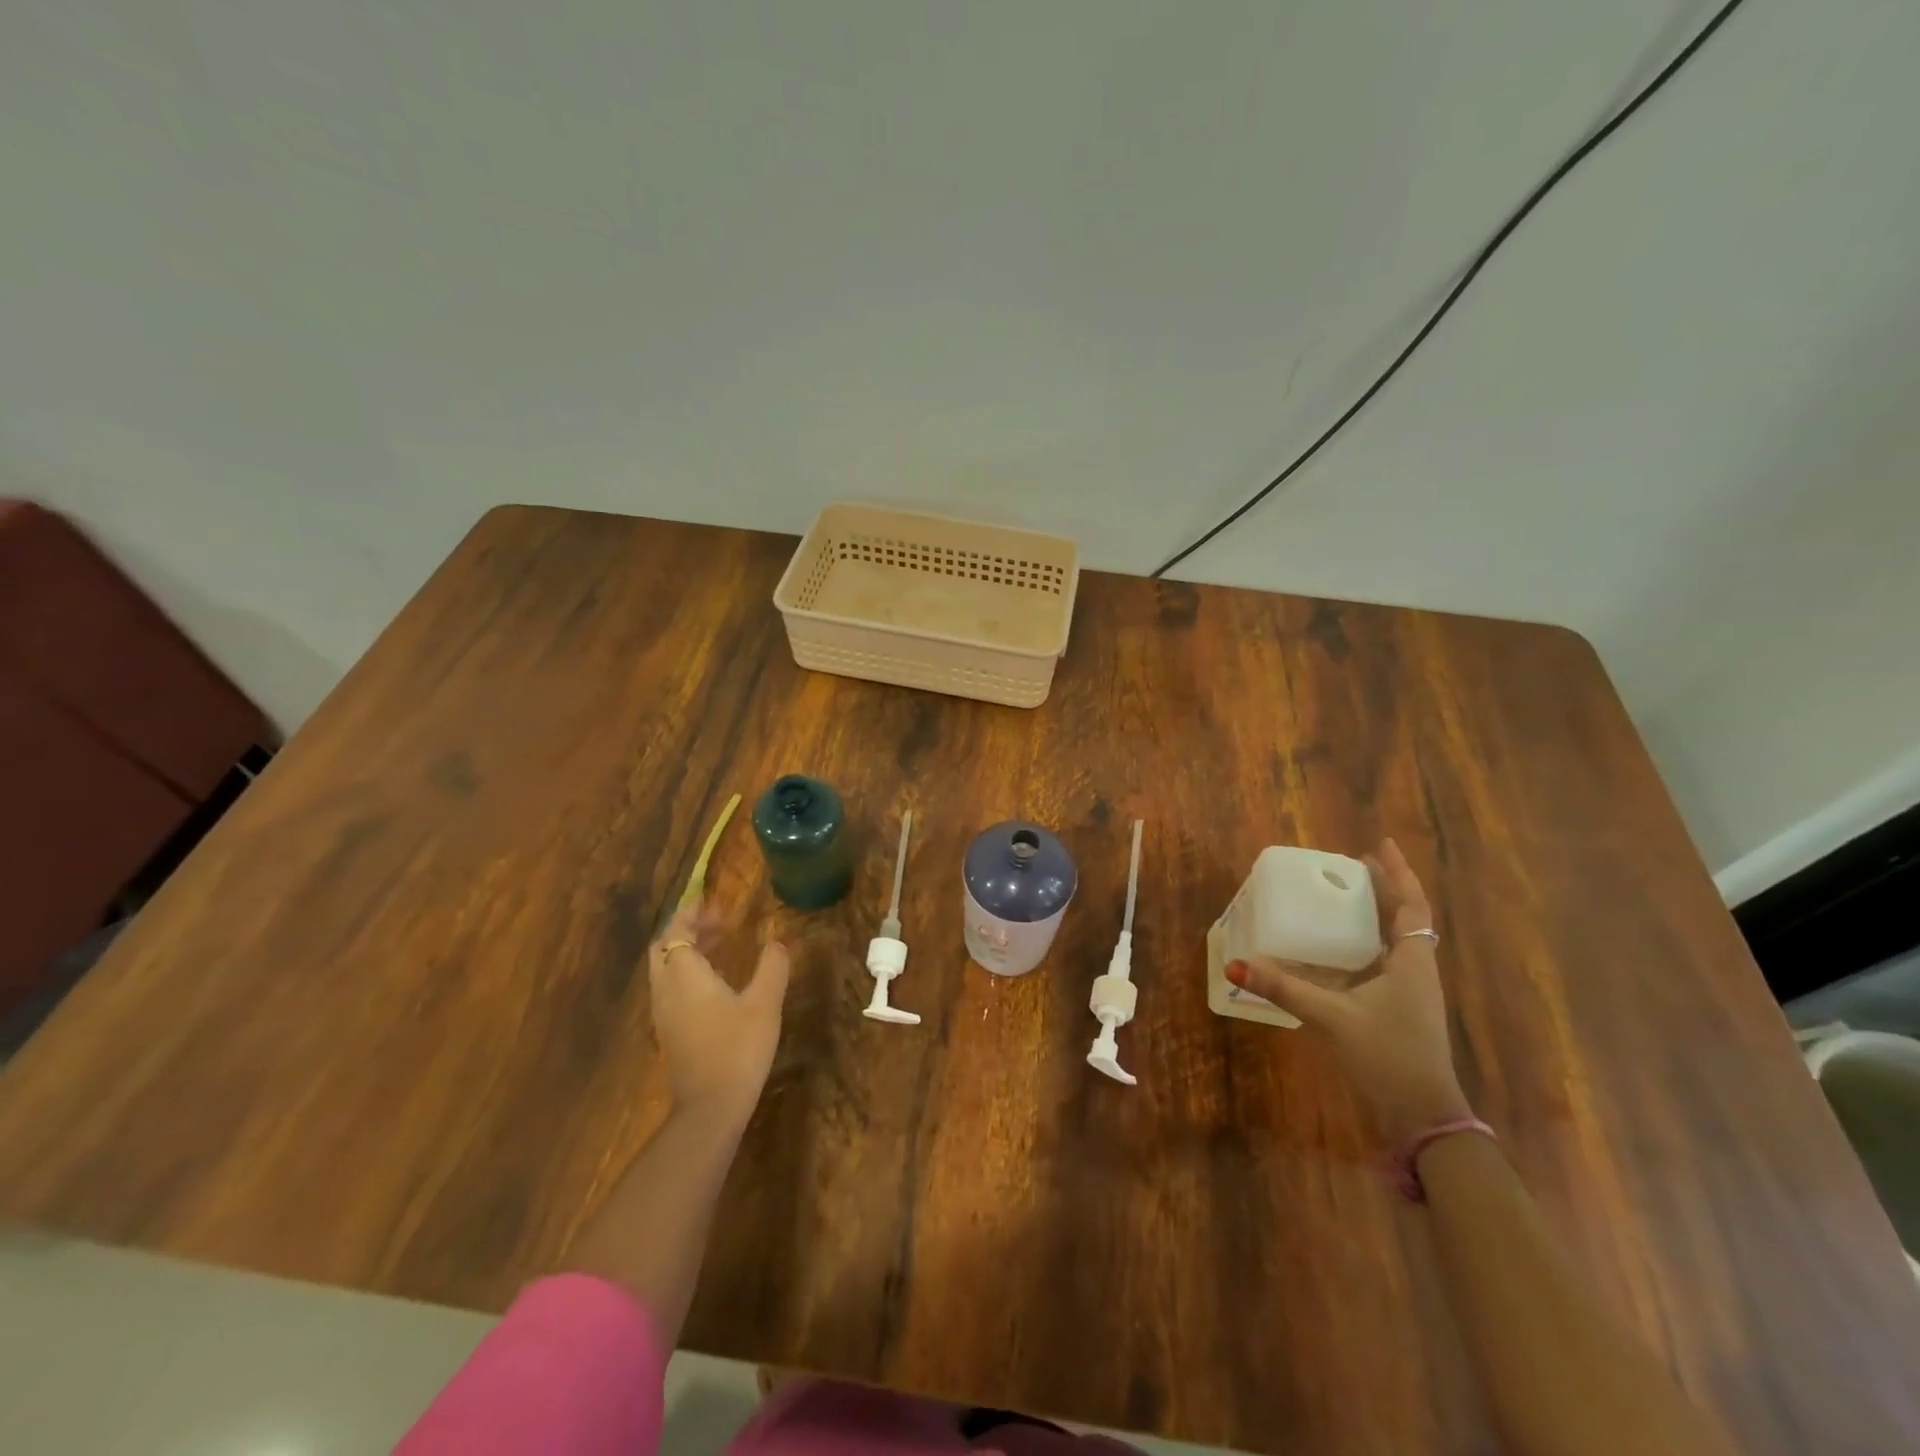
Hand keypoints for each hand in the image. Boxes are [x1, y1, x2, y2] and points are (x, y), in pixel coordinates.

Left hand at [648, 899, 789, 1127]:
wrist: (710, 1107)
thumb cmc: (737, 1047)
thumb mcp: (765, 1002)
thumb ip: (772, 966)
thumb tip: (778, 941)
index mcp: (684, 974)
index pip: (677, 931)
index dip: (692, 913)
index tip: (714, 903)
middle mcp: (666, 989)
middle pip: (664, 948)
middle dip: (687, 930)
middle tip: (719, 923)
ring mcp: (663, 1013)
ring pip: (665, 970)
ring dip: (687, 951)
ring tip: (721, 946)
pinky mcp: (669, 1032)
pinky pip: (670, 989)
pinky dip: (687, 973)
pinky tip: (716, 983)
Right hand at [1227, 838, 1469, 1143]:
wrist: (1423, 1115)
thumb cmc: (1388, 1056)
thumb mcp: (1333, 1017)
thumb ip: (1286, 988)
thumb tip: (1237, 964)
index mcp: (1411, 962)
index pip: (1411, 905)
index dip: (1398, 873)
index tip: (1380, 845)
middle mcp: (1415, 969)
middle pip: (1404, 917)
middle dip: (1383, 889)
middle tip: (1352, 866)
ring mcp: (1410, 992)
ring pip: (1395, 940)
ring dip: (1375, 914)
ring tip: (1345, 897)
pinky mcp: (1399, 1009)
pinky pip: (1383, 961)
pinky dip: (1364, 943)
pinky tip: (1339, 948)